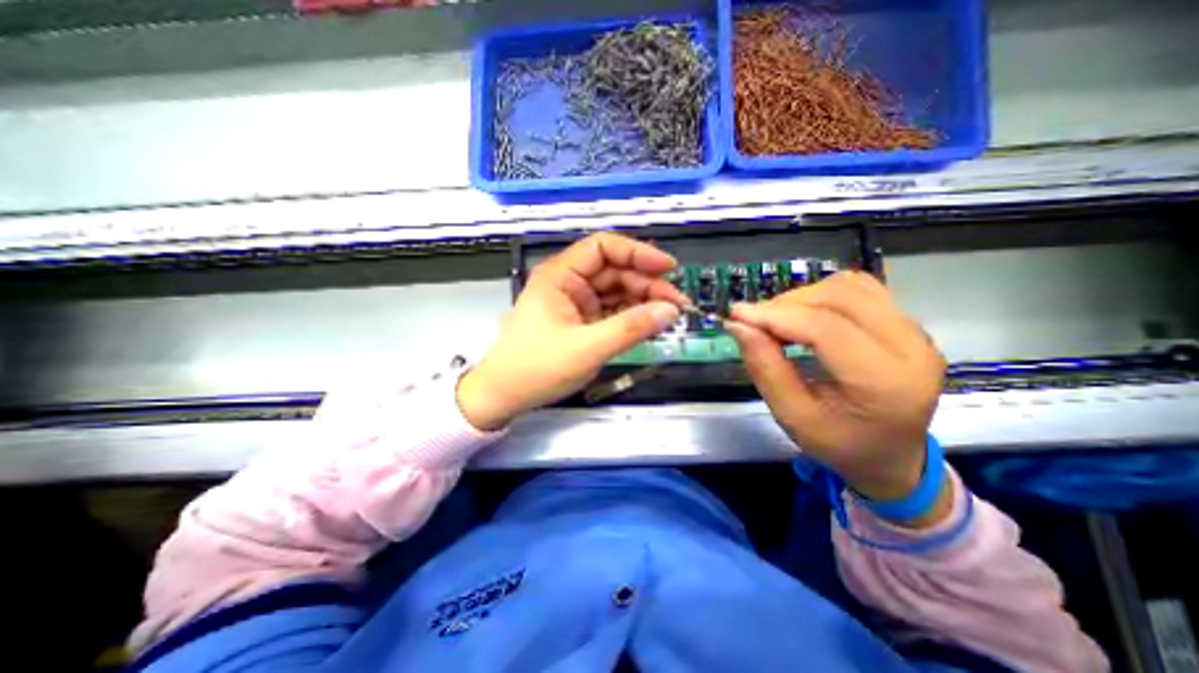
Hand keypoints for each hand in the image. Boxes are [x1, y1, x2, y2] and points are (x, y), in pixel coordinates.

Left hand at [456, 232, 681, 429]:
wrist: (504, 396)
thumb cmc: (537, 368)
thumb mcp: (587, 348)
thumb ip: (630, 328)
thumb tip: (670, 310)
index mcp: (561, 275)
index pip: (604, 247)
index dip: (638, 253)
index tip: (668, 268)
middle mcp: (569, 282)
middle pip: (615, 270)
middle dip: (647, 283)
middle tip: (676, 303)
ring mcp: (576, 303)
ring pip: (617, 291)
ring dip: (643, 300)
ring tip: (669, 314)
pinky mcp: (582, 322)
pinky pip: (612, 311)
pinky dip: (632, 316)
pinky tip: (650, 323)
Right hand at [726, 270, 950, 523]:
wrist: (891, 457)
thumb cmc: (839, 444)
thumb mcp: (792, 417)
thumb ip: (765, 369)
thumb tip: (738, 326)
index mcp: (885, 383)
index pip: (826, 328)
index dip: (775, 316)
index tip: (737, 315)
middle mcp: (912, 348)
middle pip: (840, 298)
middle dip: (786, 304)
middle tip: (755, 322)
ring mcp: (916, 332)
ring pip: (850, 286)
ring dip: (804, 297)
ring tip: (778, 320)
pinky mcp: (909, 324)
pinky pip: (862, 289)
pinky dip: (823, 294)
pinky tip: (805, 315)